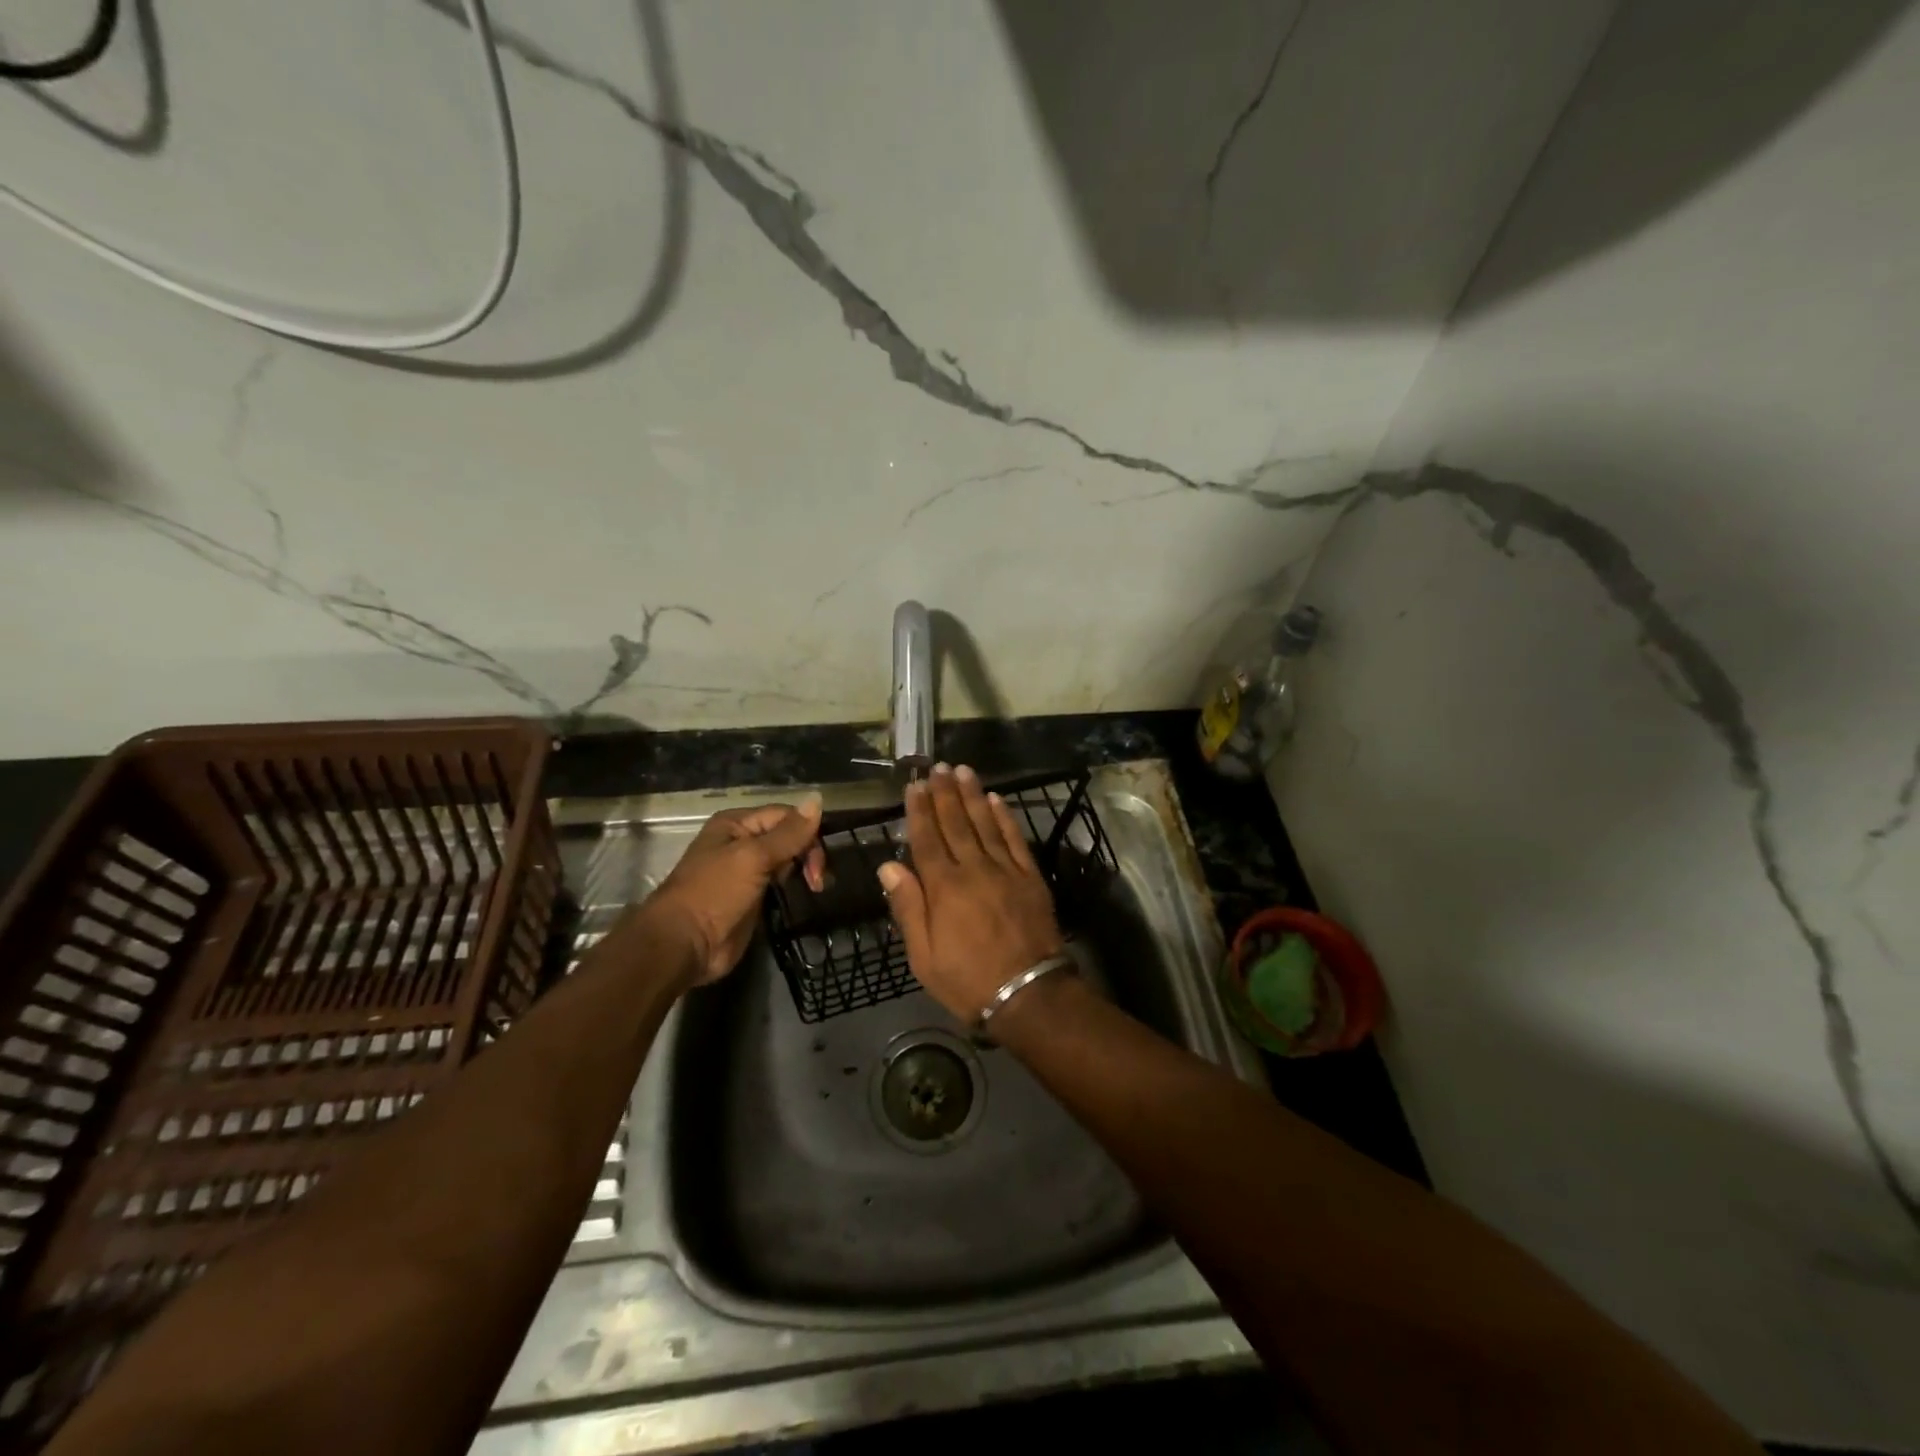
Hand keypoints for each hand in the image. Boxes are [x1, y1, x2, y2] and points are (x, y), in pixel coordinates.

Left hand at [648, 798, 825, 983]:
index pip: (784, 816)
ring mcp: (747, 870)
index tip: (819, 860)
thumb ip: (788, 833)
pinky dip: (795, 884)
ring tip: (816, 887)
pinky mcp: (753, 896)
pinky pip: (781, 881)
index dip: (807, 831)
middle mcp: (741, 841)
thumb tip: (818, 798)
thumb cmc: (715, 893)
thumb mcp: (753, 857)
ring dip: (805, 869)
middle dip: (807, 853)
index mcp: (736, 824)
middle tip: (817, 880)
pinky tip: (807, 892)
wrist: (685, 944)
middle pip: (788, 836)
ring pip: (787, 859)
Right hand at [877, 763, 1065, 1021]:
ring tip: (963, 771)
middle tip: (937, 767)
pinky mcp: (1030, 876)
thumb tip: (889, 865)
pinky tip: (997, 800)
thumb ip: (908, 907)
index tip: (915, 786)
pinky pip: (1015, 839)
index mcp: (944, 888)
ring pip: (985, 823)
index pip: (927, 839)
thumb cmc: (968, 980)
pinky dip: (1006, 817)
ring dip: (973, 795)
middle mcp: (973, 869)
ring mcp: (1005, 870)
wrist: (1028, 993)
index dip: (919, 811)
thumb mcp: (923, 956)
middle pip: (956, 823)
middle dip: (944, 793)